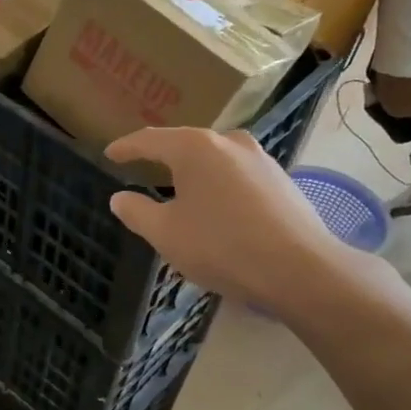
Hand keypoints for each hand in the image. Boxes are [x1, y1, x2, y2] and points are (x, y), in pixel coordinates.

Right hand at [106, 129, 359, 308]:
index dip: (126, 147)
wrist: (300, 269)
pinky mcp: (281, 180)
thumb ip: (136, 212)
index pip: (150, 140)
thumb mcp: (165, 233)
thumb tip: (119, 198)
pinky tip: (214, 205)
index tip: (109, 154)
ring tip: (177, 186)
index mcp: (195, 147)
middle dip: (162, 156)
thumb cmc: (221, 246)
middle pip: (185, 143)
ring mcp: (260, 159)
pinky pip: (236, 174)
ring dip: (193, 171)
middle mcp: (229, 142)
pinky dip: (217, 184)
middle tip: (142, 167)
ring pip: (215, 158)